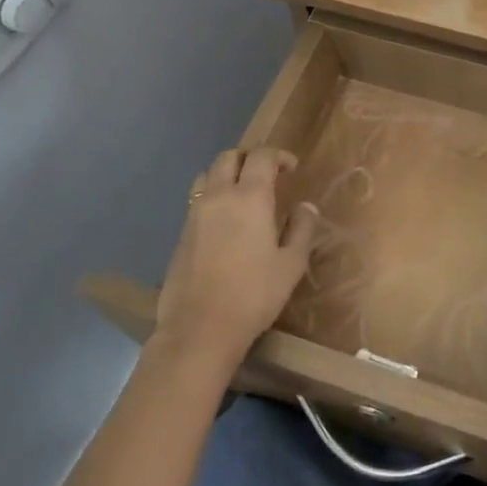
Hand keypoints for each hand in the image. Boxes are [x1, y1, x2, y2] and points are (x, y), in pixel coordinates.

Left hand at [155, 148, 318, 371]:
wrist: (199, 329)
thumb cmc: (253, 295)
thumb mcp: (291, 264)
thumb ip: (301, 229)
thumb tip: (305, 207)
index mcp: (250, 198)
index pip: (262, 157)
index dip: (279, 156)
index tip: (292, 168)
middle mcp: (219, 196)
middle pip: (229, 157)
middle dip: (250, 158)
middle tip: (267, 174)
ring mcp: (195, 214)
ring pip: (207, 175)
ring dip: (226, 173)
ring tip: (242, 192)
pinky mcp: (181, 234)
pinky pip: (197, 200)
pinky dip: (213, 196)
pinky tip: (225, 221)